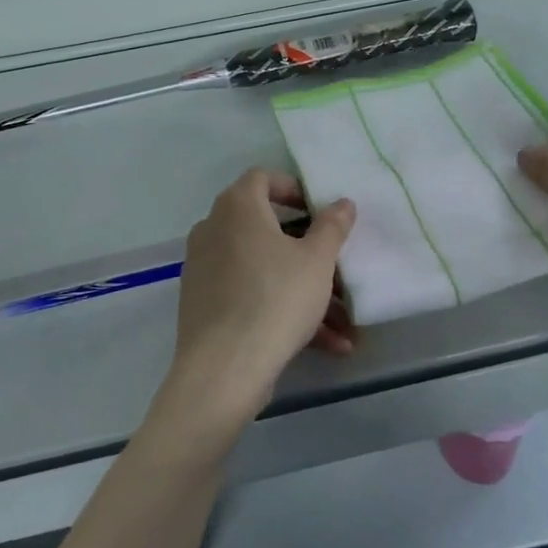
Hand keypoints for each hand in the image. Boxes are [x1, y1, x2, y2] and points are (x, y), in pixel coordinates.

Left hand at [162, 169, 356, 432]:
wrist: (224, 369)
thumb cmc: (275, 299)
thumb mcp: (316, 261)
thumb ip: (332, 226)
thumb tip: (342, 202)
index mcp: (237, 207)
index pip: (262, 178)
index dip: (293, 188)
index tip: (319, 212)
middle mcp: (214, 229)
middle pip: (267, 228)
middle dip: (308, 251)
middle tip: (337, 268)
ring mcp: (204, 268)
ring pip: (264, 269)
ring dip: (304, 290)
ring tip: (344, 325)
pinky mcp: (203, 303)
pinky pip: (250, 294)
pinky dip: (282, 309)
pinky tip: (325, 344)